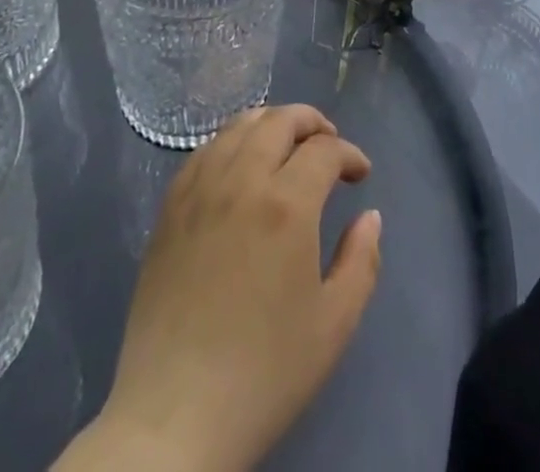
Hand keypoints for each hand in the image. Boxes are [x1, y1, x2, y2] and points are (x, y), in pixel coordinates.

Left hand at [79, 105, 381, 471]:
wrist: (174, 418)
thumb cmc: (263, 374)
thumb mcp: (334, 325)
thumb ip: (362, 262)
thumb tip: (370, 217)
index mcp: (287, 205)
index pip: (324, 149)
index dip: (349, 155)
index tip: (360, 176)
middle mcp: (242, 180)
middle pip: (280, 120)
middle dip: (312, 122)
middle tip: (328, 144)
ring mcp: (200, 191)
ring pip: (239, 126)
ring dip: (271, 124)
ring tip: (287, 147)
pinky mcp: (170, 210)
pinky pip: (204, 151)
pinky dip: (232, 142)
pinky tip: (240, 166)